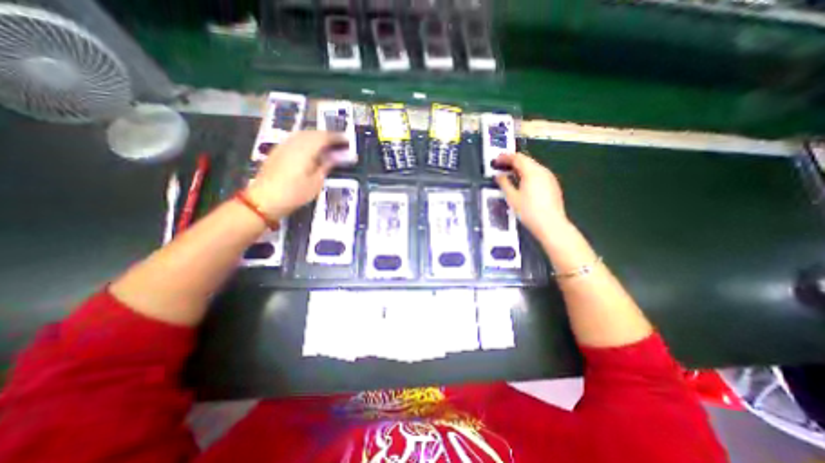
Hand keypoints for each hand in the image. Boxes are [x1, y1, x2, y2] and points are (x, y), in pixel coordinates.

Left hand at [245, 128, 345, 217]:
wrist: (265, 199)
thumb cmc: (295, 193)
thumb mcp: (316, 182)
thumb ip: (326, 165)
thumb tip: (337, 155)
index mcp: (306, 149)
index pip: (324, 137)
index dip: (337, 138)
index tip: (347, 141)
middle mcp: (294, 143)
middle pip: (313, 133)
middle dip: (327, 136)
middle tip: (339, 143)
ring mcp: (284, 145)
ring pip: (303, 134)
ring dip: (317, 137)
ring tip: (327, 145)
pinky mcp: (277, 150)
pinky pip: (295, 139)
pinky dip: (307, 141)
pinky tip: (310, 149)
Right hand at [493, 153, 570, 245]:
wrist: (551, 225)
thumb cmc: (529, 211)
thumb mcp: (512, 198)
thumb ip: (504, 183)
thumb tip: (498, 176)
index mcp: (532, 172)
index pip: (517, 158)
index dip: (505, 157)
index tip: (496, 160)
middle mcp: (542, 171)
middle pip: (526, 160)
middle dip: (512, 161)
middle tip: (501, 165)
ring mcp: (549, 177)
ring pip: (533, 167)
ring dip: (520, 167)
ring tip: (509, 173)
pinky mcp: (553, 185)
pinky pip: (538, 174)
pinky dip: (528, 174)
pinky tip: (522, 182)